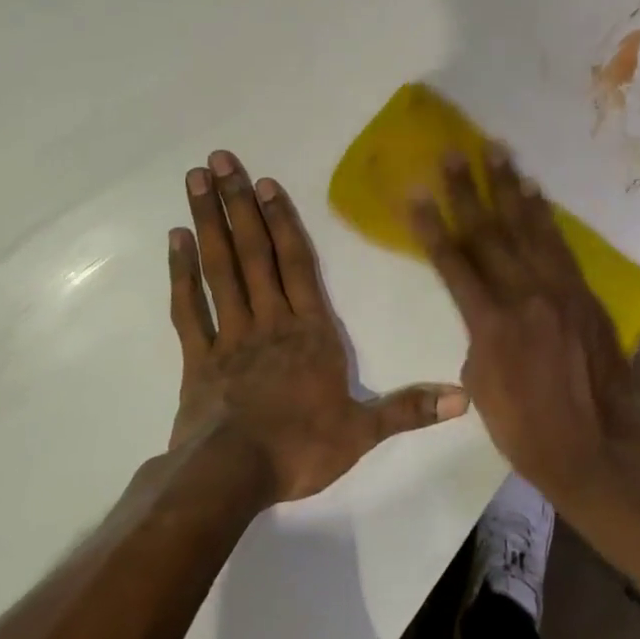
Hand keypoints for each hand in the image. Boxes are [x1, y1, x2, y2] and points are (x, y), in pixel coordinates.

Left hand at [168, 150, 467, 502]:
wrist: (232, 477)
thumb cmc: (300, 448)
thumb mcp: (363, 431)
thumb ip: (409, 408)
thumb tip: (464, 399)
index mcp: (310, 330)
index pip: (297, 264)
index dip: (283, 221)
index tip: (267, 183)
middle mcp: (270, 320)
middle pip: (254, 252)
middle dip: (238, 204)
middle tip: (218, 161)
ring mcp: (230, 335)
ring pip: (220, 268)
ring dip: (209, 222)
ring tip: (195, 181)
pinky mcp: (198, 356)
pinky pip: (189, 307)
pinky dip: (181, 273)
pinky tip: (175, 239)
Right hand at [408, 144, 639, 507]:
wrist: (595, 449)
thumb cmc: (526, 430)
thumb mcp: (482, 387)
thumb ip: (478, 338)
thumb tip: (485, 310)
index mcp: (490, 324)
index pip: (453, 263)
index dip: (431, 226)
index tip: (415, 193)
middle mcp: (525, 297)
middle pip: (489, 234)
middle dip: (467, 190)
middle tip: (452, 152)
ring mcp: (560, 291)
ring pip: (529, 229)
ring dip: (510, 187)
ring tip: (497, 151)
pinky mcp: (585, 295)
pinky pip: (561, 246)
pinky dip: (546, 216)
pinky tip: (535, 193)